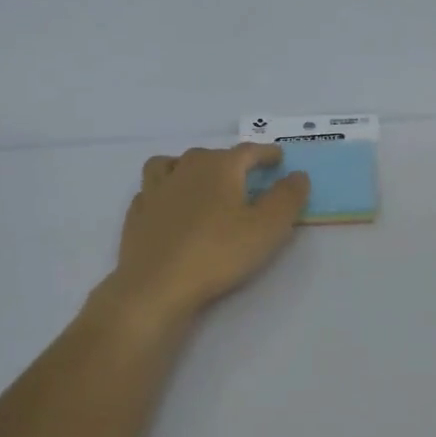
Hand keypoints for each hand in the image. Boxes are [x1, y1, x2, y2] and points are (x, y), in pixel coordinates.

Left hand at [101, 144, 310, 323]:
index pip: (248, 151)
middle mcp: (185, 169)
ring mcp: (156, 190)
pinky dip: (165, 190)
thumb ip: (287, 197)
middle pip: (211, 154)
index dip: (266, 153)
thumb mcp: (268, 227)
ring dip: (189, 166)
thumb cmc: (219, 252)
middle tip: (245, 175)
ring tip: (200, 179)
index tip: (278, 157)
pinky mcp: (137, 214)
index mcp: (220, 167)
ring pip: (172, 164)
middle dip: (230, 160)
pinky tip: (170, 204)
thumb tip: (298, 175)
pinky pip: (151, 189)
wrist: (157, 285)